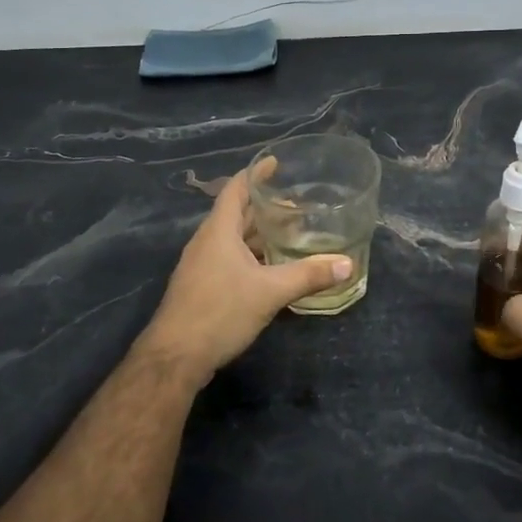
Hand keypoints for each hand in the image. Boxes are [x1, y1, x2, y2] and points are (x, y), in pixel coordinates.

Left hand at [136, 161, 351, 385]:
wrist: (175, 357)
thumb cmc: (219, 312)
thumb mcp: (270, 292)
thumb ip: (308, 276)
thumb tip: (347, 264)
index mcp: (218, 231)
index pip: (236, 189)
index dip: (256, 174)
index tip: (276, 163)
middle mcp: (207, 242)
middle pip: (237, 214)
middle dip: (265, 207)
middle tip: (297, 204)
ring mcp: (202, 265)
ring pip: (234, 239)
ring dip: (259, 234)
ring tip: (291, 233)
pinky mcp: (202, 287)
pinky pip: (230, 259)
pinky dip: (252, 256)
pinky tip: (273, 269)